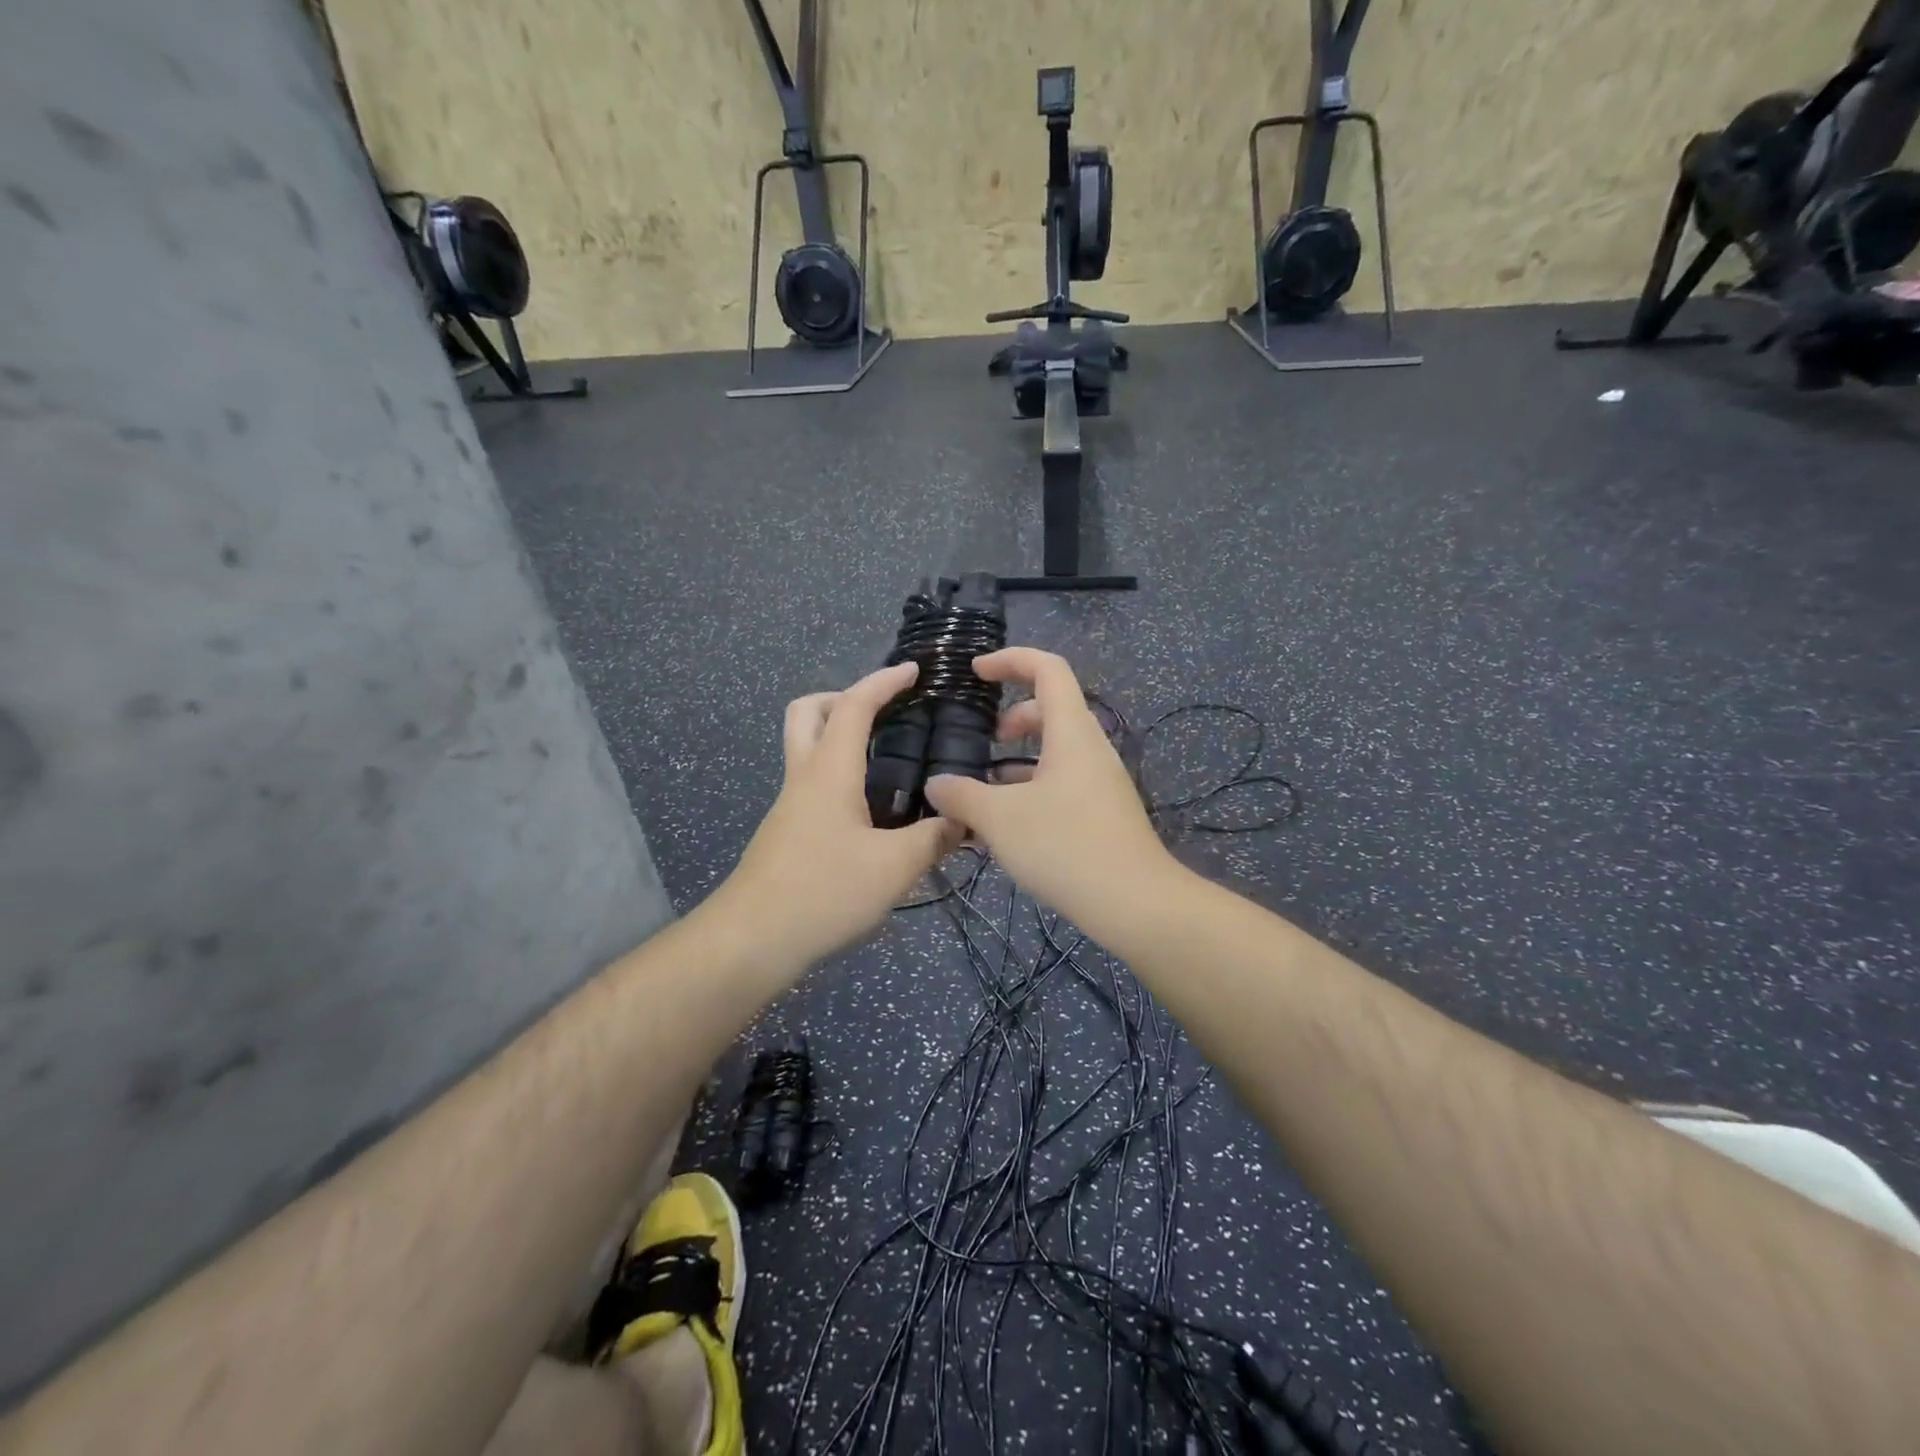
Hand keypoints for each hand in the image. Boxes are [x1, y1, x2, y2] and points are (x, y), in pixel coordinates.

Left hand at [717, 662, 961, 968]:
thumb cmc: (823, 892)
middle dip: (844, 698)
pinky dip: (840, 775)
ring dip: (840, 737)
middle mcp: (804, 777)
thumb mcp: (894, 867)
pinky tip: (873, 811)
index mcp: (829, 771)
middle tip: (883, 714)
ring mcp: (791, 806)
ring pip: (807, 748)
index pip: (853, 705)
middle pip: (808, 712)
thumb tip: (964, 822)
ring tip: (888, 761)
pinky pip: (814, 783)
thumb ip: (933, 839)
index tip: (914, 671)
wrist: (752, 940)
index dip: (883, 681)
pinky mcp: (788, 833)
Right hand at [923, 648, 1177, 925]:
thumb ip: (962, 796)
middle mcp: (1090, 748)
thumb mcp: (1000, 819)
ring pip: (1057, 749)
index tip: (975, 671)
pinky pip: (1063, 781)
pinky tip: (1009, 824)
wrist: (1135, 903)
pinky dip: (1033, 786)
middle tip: (985, 739)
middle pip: (1052, 708)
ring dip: (1020, 757)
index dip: (1011, 660)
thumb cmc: (1066, 846)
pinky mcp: (1102, 812)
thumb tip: (935, 785)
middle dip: (1014, 715)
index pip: (1047, 669)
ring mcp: (1100, 781)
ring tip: (986, 787)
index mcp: (1071, 732)